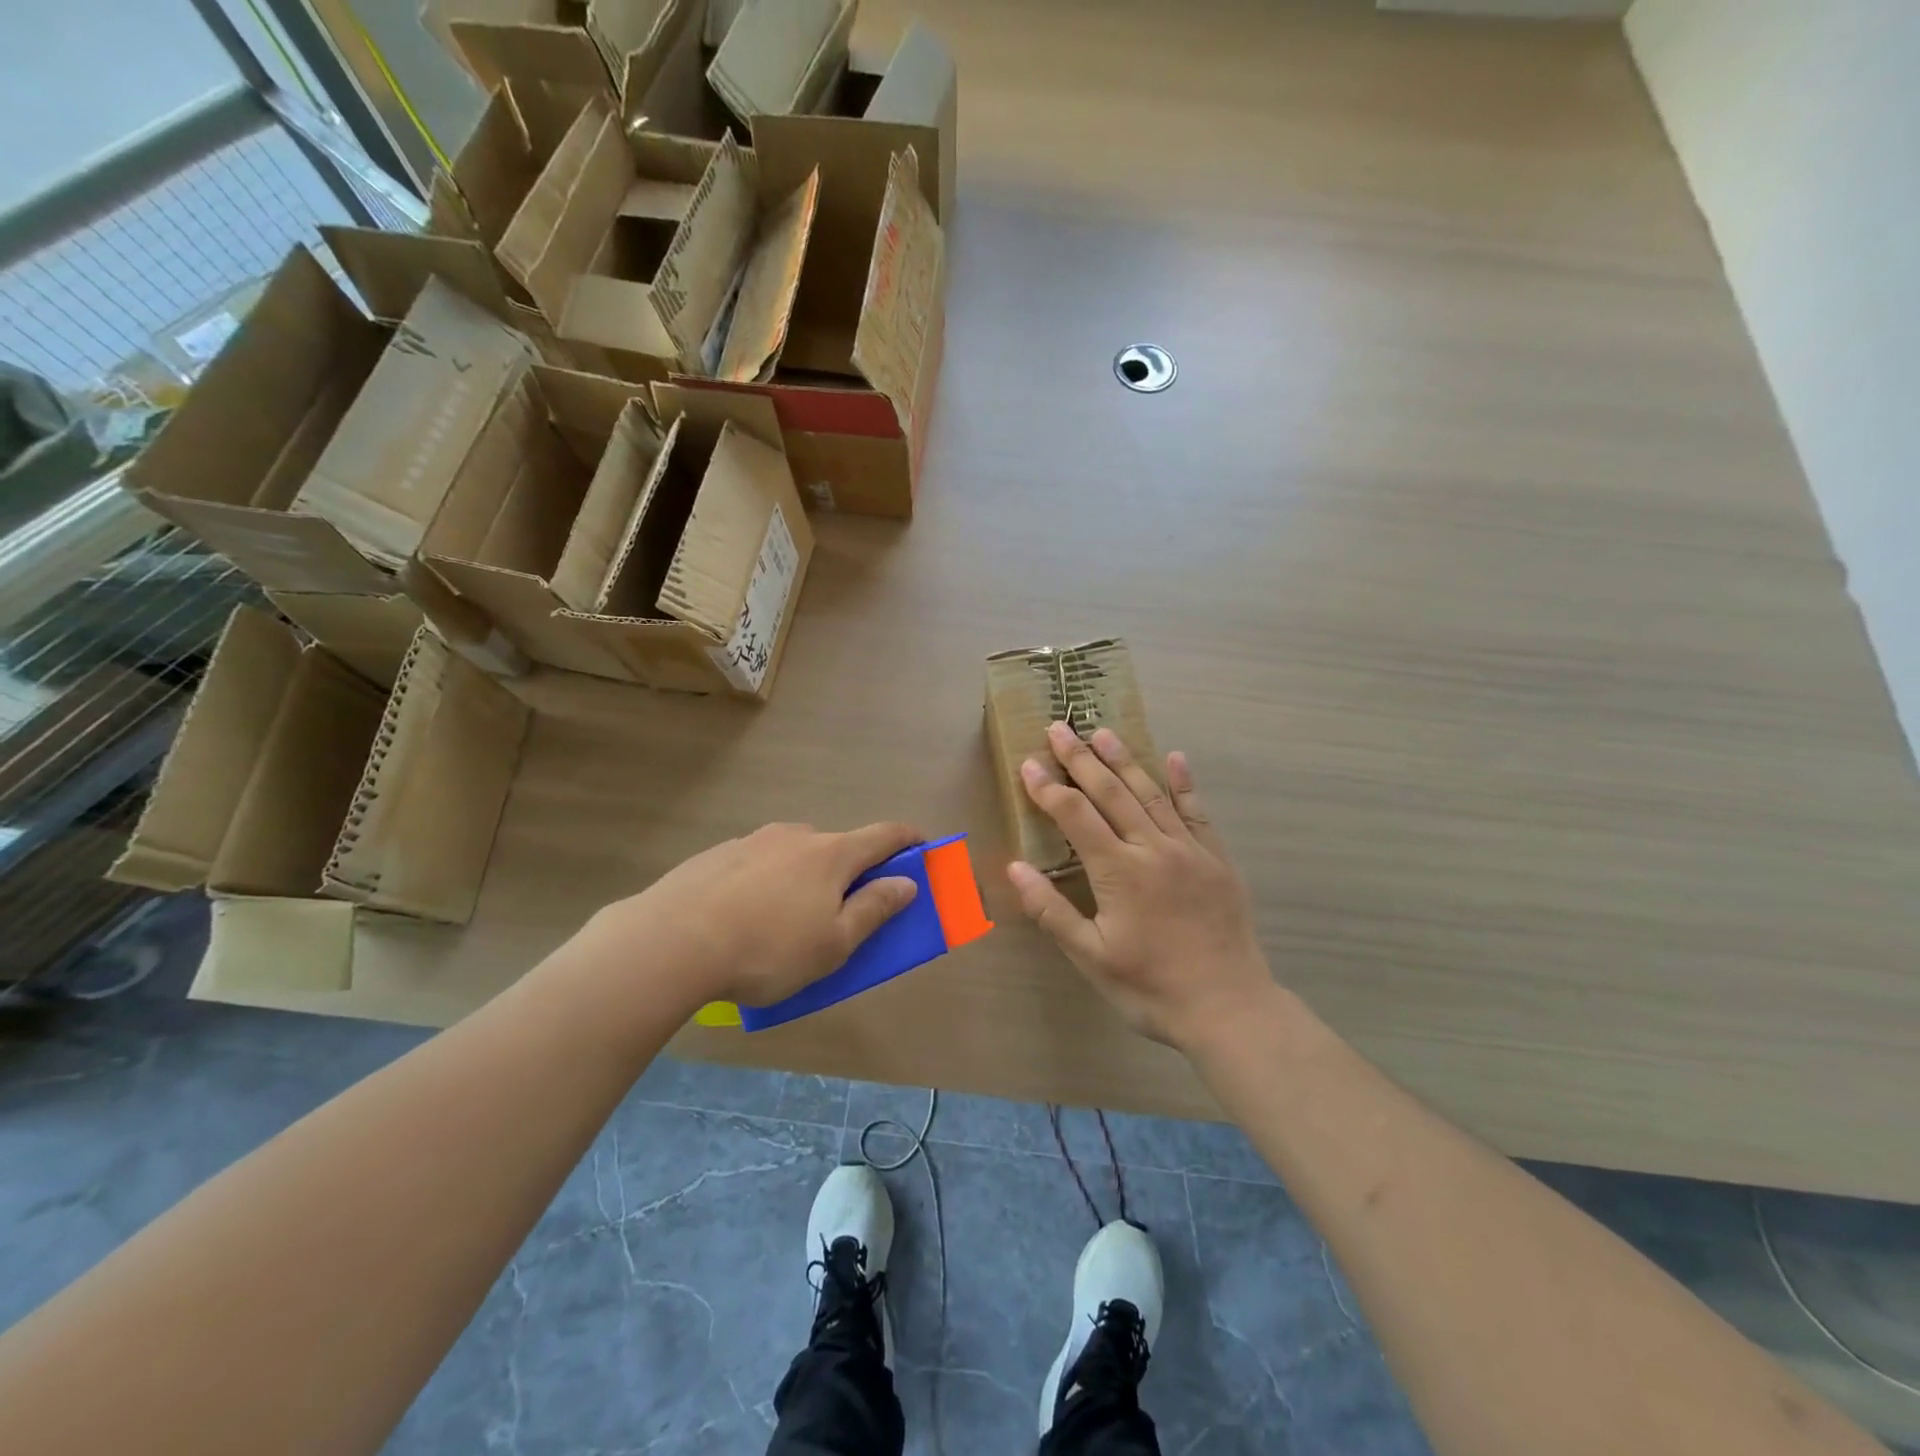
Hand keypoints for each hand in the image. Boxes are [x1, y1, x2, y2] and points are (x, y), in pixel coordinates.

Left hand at [568, 822, 922, 1014]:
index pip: (884, 835)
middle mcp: (796, 836)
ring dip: (804, 877)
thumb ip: (874, 908)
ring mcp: (753, 841)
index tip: (923, 848)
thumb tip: (906, 881)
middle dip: (849, 871)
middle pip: (837, 846)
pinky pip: (757, 864)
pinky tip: (744, 918)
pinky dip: (766, 883)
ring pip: (793, 855)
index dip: (909, 840)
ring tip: (785, 922)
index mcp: (832, 854)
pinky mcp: (717, 855)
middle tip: (842, 910)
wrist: (672, 941)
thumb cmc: (769, 948)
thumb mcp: (834, 943)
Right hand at [1008, 722, 1275, 1050]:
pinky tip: (1175, 757)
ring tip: (1102, 732)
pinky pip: (1196, 811)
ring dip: (1124, 760)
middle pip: (1111, 793)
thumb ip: (1052, 911)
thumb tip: (1016, 867)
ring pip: (1151, 793)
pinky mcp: (1216, 858)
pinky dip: (1184, 783)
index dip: (1049, 788)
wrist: (1229, 1008)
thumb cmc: (1152, 988)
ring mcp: (1189, 850)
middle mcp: (1153, 849)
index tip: (1029, 763)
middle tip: (1060, 728)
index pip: (1075, 817)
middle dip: (1081, 759)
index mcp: (1119, 872)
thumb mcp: (1091, 958)